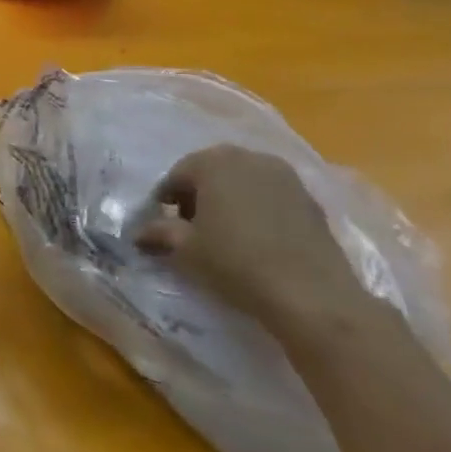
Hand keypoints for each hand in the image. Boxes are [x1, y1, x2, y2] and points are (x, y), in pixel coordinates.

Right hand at [135, 144, 371, 336]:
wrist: (310, 293)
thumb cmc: (235, 262)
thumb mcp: (186, 250)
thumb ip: (159, 233)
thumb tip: (139, 233)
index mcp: (213, 162)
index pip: (177, 174)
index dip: (166, 200)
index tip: (163, 225)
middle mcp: (249, 157)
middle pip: (212, 171)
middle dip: (198, 195)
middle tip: (192, 228)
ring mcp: (284, 175)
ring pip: (243, 180)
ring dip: (229, 199)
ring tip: (225, 234)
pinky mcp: (309, 197)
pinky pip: (270, 195)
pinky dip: (257, 208)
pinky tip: (257, 239)